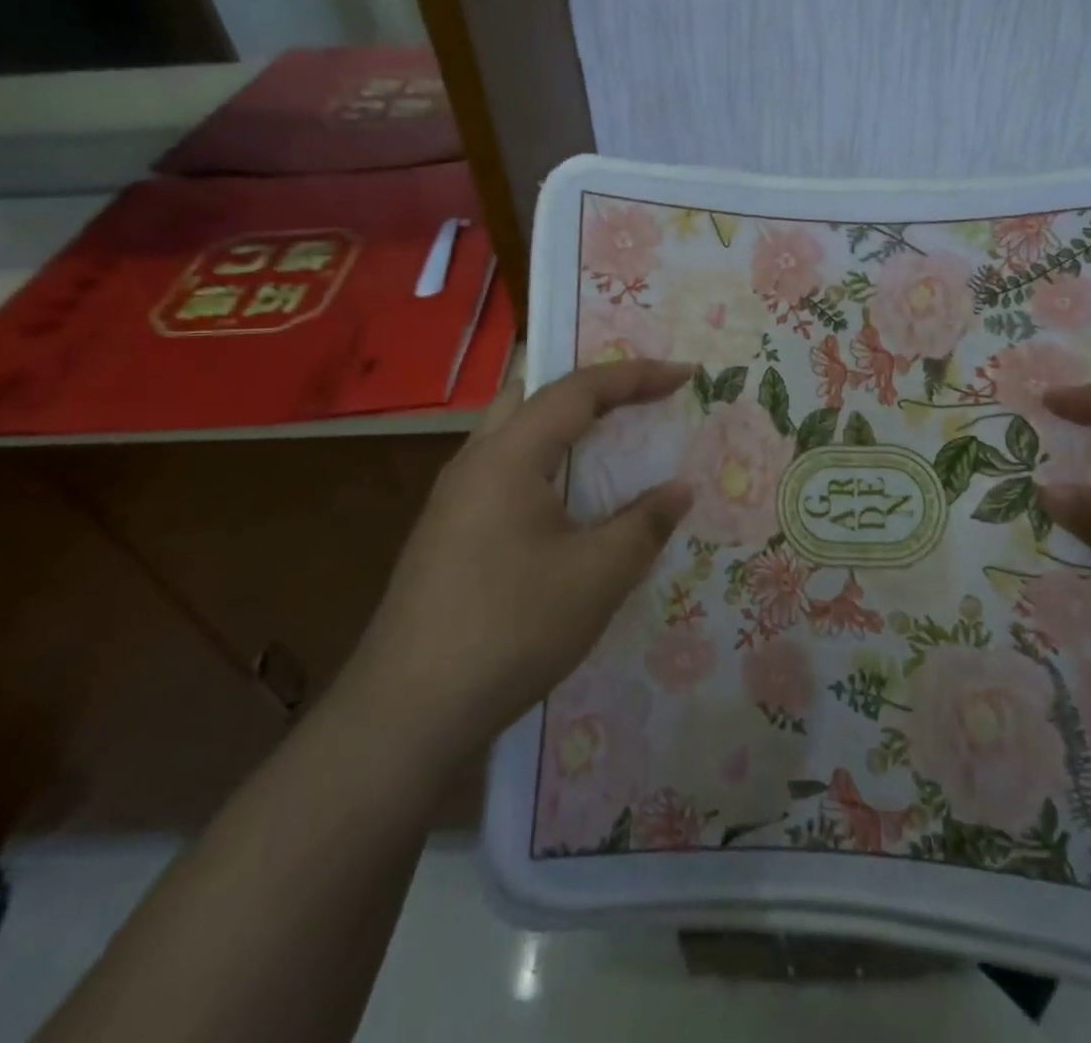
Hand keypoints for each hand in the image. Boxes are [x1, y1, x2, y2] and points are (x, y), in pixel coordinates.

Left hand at [336, 360, 694, 760]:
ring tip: (608, 440)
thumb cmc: (510, 629)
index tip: (685, 375)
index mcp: (507, 456)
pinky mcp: (448, 533)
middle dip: (590, 386)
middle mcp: (474, 462)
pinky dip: (545, 463)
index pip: (578, 389)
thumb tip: (680, 490)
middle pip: (533, 395)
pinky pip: (504, 471)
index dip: (636, 375)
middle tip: (636, 395)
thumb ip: (645, 524)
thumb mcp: (597, 577)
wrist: (405, 714)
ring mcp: (453, 499)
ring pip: (514, 433)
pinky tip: (565, 503)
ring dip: (563, 426)